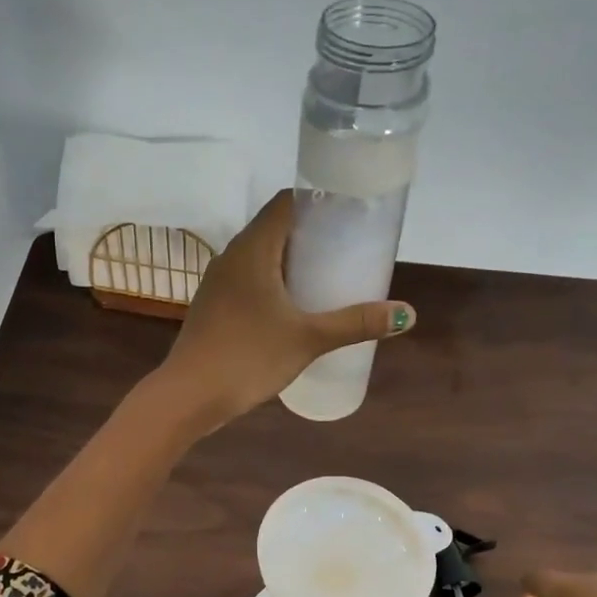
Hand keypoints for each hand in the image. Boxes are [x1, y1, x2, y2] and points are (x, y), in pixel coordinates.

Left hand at [155, 192, 415, 428]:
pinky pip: (249, 281)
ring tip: (326, 276)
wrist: (189, 396)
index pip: (286, 202)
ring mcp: (218, 282)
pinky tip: (293, 307)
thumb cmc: (248, 357)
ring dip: (291, 261)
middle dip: (311, 234)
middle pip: (275, 229)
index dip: (318, 201)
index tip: (350, 213)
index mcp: (252, 248)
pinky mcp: (213, 307)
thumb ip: (355, 323)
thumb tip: (406, 314)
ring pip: (260, 257)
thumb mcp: (308, 338)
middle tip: (348, 248)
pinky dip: (273, 283)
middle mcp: (231, 256)